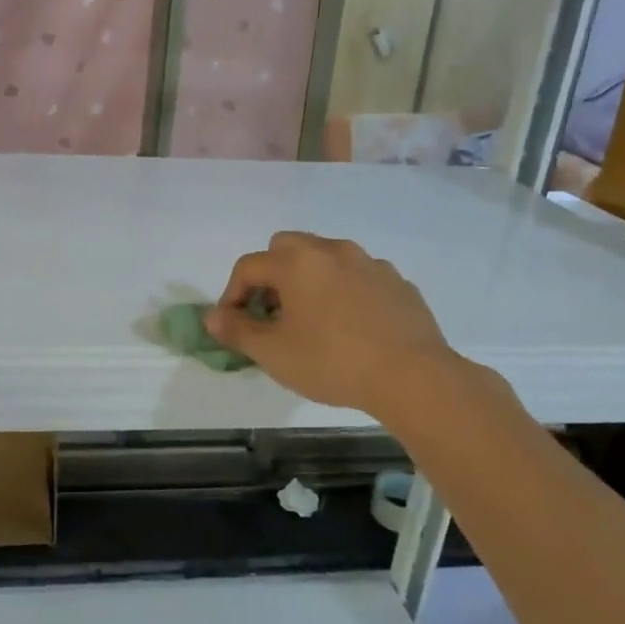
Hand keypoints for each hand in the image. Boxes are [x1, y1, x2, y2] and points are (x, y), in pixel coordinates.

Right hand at [205, 232, 459, 416]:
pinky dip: (344, 291)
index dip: (231, 294)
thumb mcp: (273, 354)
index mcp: (296, 262)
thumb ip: (237, 331)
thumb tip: (211, 318)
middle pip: (286, 247)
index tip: (232, 324)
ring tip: (311, 319)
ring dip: (309, 279)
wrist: (413, 376)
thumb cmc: (332, 362)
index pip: (248, 266)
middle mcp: (331, 251)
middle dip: (271, 275)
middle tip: (272, 313)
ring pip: (325, 258)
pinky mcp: (397, 281)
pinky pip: (358, 276)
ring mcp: (369, 263)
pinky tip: (350, 325)